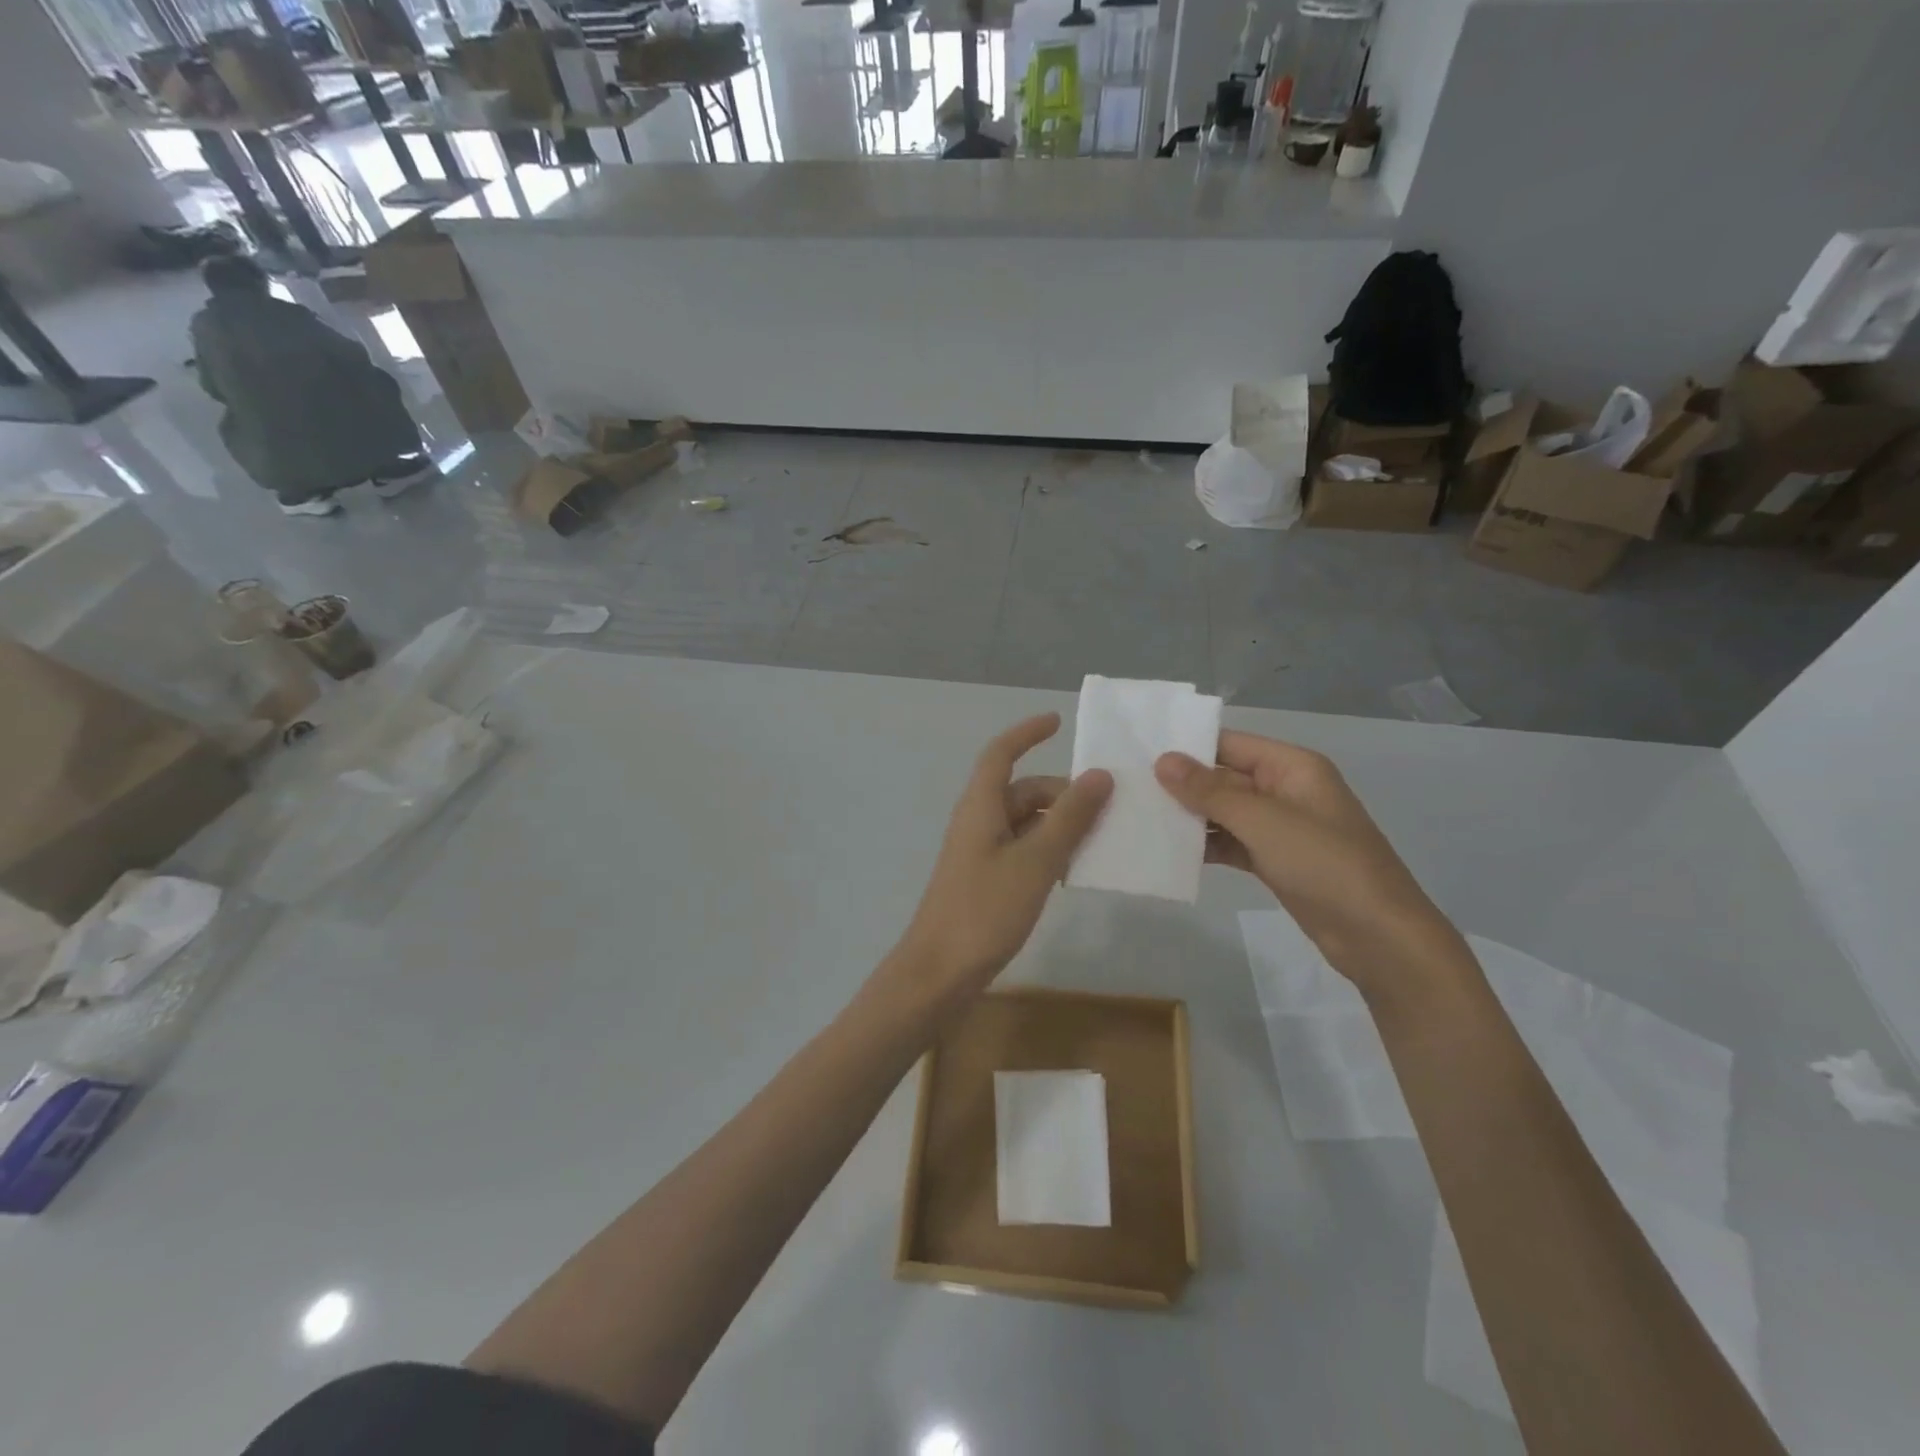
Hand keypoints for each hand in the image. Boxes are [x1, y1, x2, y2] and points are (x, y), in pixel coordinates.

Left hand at [885, 714, 1111, 1016]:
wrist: (940, 971)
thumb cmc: (986, 909)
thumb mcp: (1036, 860)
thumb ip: (1070, 818)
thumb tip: (1099, 775)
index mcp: (981, 806)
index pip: (1001, 753)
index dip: (1027, 733)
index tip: (1059, 721)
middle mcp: (977, 821)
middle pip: (1021, 790)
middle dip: (1062, 792)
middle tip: (1108, 806)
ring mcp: (979, 852)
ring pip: (1025, 822)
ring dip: (1059, 823)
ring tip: (1101, 838)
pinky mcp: (985, 879)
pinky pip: (1022, 849)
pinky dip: (1048, 849)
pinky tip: (1074, 871)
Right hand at [1155, 732, 1461, 990]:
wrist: (1379, 937)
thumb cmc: (1325, 865)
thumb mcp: (1264, 821)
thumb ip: (1211, 791)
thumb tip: (1163, 760)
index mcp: (1291, 767)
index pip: (1229, 744)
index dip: (1187, 747)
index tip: (1137, 752)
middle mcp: (1285, 789)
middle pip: (1224, 777)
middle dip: (1181, 784)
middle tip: (1128, 788)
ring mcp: (1280, 827)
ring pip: (1224, 812)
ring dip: (1189, 816)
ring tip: (1138, 817)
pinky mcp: (1274, 860)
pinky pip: (1231, 842)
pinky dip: (1205, 845)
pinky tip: (1168, 851)